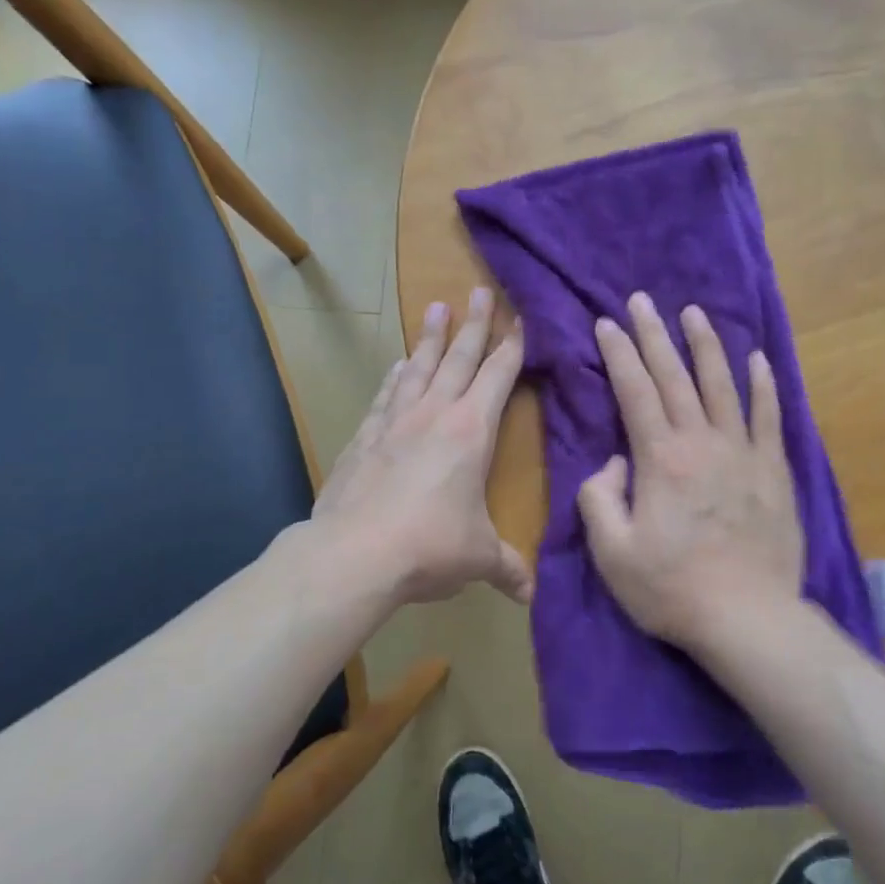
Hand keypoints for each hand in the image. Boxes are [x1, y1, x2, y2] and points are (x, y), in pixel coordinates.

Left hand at [312, 287, 532, 607]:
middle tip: (478, 289)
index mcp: (471, 431)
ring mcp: (394, 421)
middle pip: (458, 358)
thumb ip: (507, 568)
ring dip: (429, 338)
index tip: (520, 317)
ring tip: (435, 308)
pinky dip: (395, 376)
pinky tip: (397, 365)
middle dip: (473, 324)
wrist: (353, 554)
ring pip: (418, 367)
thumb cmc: (429, 546)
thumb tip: (531, 594)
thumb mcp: (478, 558)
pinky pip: (386, 395)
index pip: (499, 376)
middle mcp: (434, 414)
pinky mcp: (363, 437)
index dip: (513, 346)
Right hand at [578, 293, 803, 652]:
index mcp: (659, 459)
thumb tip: (612, 464)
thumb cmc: (671, 588)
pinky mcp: (774, 470)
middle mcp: (702, 442)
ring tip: (693, 313)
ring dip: (706, 345)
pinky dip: (761, 385)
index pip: (635, 391)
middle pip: (675, 377)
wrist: (748, 618)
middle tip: (642, 300)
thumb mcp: (612, 552)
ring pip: (722, 385)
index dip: (619, 354)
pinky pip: (768, 416)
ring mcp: (743, 453)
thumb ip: (599, 498)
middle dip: (655, 335)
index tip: (607, 323)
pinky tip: (756, 359)